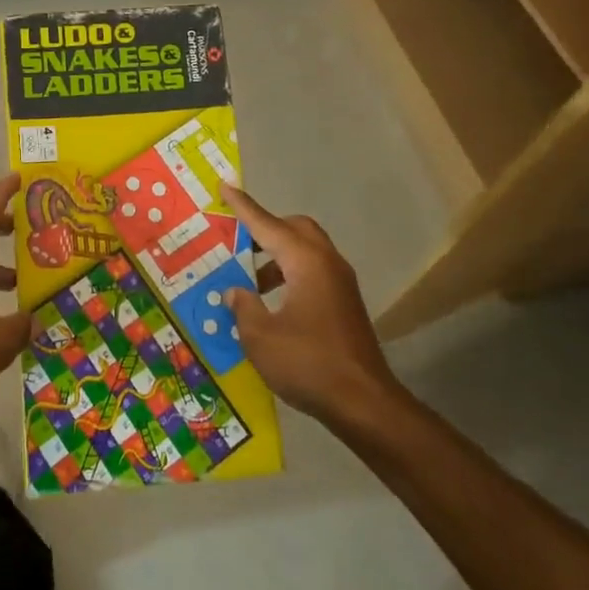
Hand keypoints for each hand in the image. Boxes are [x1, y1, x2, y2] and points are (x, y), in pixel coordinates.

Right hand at [224, 184, 406, 427]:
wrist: (364, 403)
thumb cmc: (307, 364)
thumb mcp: (260, 337)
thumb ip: (243, 306)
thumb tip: (236, 291)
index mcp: (305, 262)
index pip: (267, 224)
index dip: (243, 207)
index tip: (225, 186)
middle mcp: (327, 263)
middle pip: (294, 228)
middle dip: (265, 228)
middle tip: (236, 241)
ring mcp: (340, 283)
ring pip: (306, 250)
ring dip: (276, 256)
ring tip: (248, 281)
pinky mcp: (345, 303)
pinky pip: (313, 271)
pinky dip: (290, 274)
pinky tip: (271, 303)